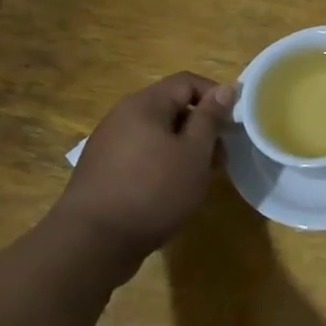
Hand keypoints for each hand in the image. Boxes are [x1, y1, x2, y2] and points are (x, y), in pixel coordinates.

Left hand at [51, 74, 237, 270]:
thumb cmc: (153, 191)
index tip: (234, 123)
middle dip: (201, 127)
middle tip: (220, 158)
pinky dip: (163, 164)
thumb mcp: (194, 153)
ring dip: (184, 149)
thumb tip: (226, 88)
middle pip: (171, 107)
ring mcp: (108, 144)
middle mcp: (122, 116)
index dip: (216, 96)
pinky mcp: (102, 171)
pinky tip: (171, 191)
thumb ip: (210, 118)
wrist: (91, 243)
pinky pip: (142, 155)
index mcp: (144, 105)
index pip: (187, 82)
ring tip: (199, 178)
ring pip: (157, 134)